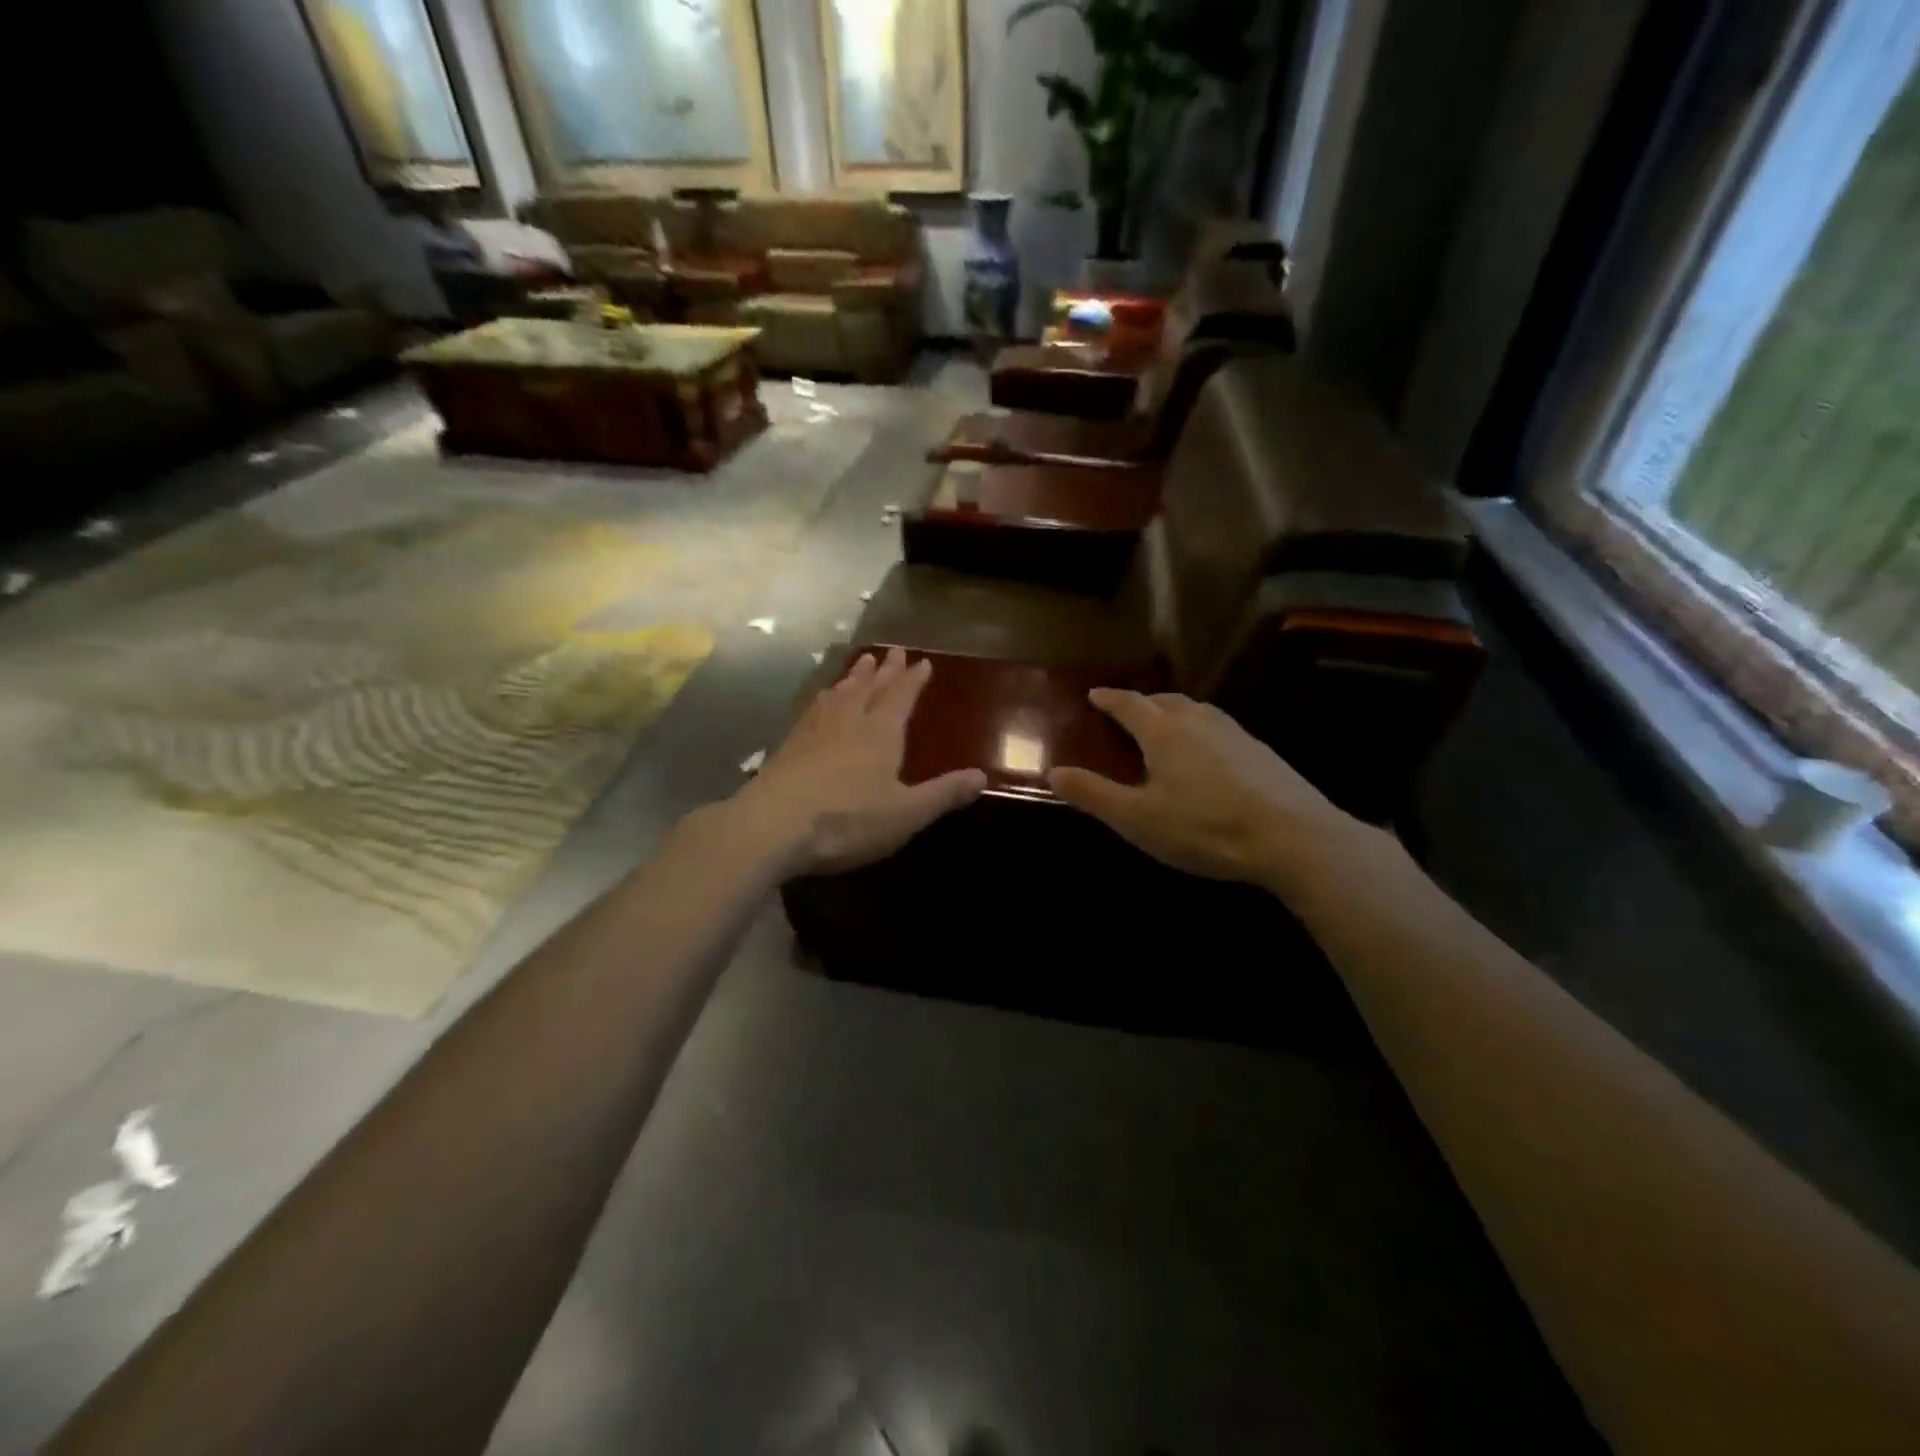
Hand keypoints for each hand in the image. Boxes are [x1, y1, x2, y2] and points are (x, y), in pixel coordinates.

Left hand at [733, 648, 985, 877]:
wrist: (772, 826)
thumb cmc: (848, 820)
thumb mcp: (906, 813)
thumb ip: (943, 794)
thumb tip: (981, 776)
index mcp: (880, 733)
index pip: (901, 697)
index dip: (913, 680)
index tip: (923, 661)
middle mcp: (848, 721)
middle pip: (869, 688)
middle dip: (885, 670)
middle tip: (893, 651)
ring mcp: (814, 731)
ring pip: (839, 694)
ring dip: (853, 677)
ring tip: (861, 663)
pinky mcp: (788, 745)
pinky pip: (813, 709)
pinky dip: (824, 698)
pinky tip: (820, 701)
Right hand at [1048, 689, 1381, 897]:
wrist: (1293, 838)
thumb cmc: (1204, 827)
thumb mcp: (1137, 818)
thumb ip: (1094, 794)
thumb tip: (1053, 772)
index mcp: (1164, 731)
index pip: (1129, 704)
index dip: (1109, 698)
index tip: (1093, 694)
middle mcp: (1199, 721)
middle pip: (1165, 700)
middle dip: (1142, 702)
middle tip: (1127, 712)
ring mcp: (1235, 733)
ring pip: (1196, 711)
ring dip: (1174, 712)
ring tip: (1164, 728)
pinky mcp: (1261, 752)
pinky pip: (1219, 728)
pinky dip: (1200, 731)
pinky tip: (1207, 756)